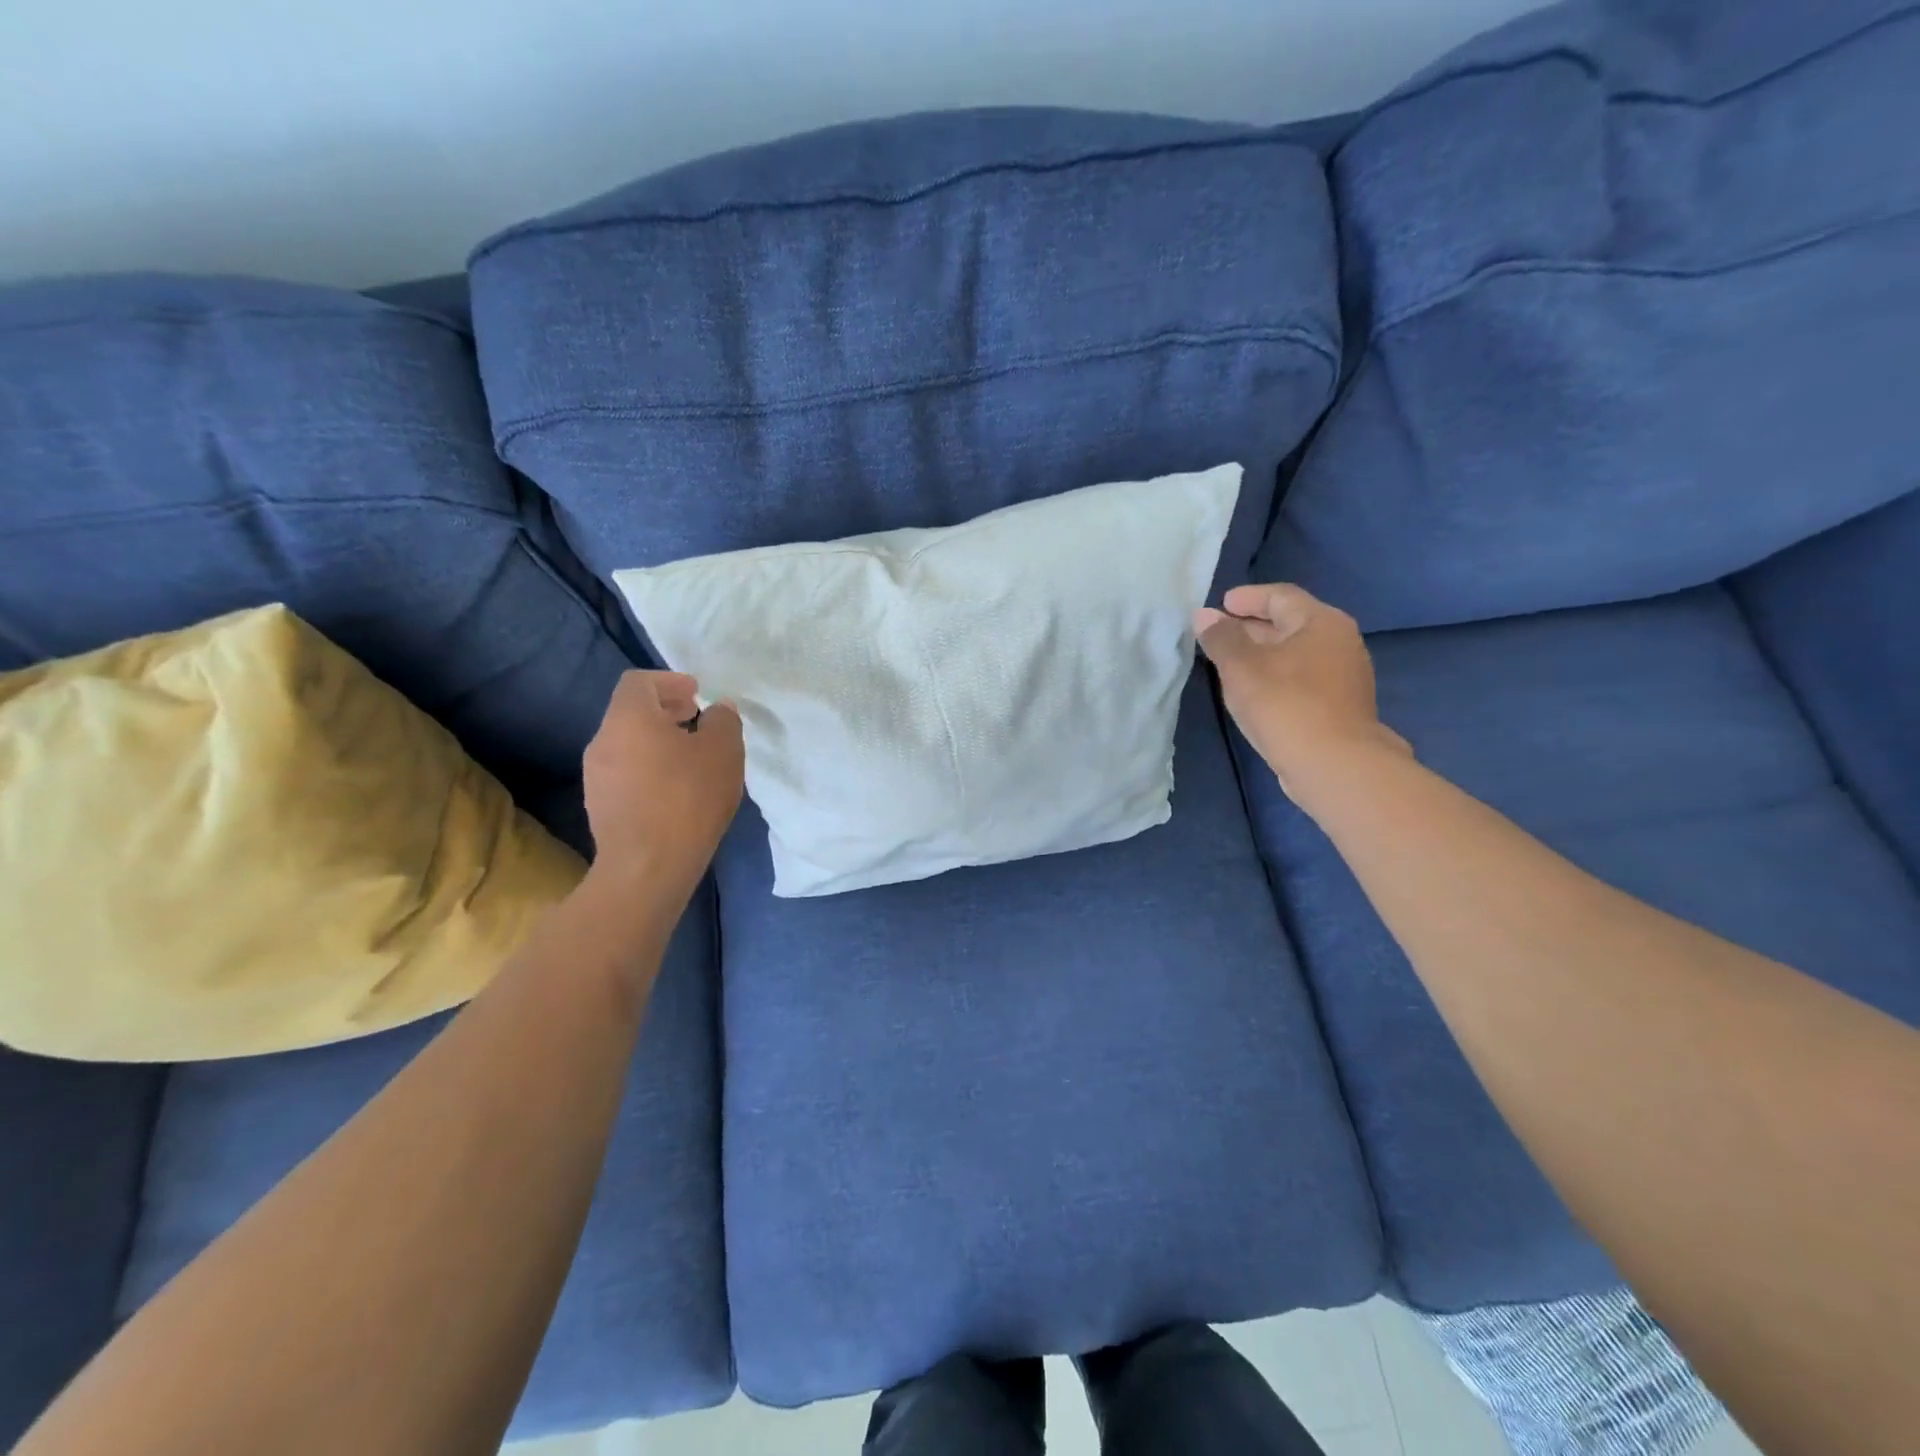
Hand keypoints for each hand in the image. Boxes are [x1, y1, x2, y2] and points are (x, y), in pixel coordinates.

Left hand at [582, 672, 743, 901]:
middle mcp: (603, 741)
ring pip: (628, 744)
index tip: (697, 694)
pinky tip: (676, 790)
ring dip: (658, 742)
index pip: (639, 681)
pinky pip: (626, 772)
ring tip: (692, 758)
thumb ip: (723, 720)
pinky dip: (649, 768)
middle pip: (631, 712)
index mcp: (628, 718)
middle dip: (666, 711)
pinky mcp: (599, 806)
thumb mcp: (723, 752)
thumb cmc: (688, 798)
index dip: (670, 681)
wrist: (647, 867)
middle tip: (698, 721)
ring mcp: (596, 776)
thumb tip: (718, 709)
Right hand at [1195, 584, 1410, 800]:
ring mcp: (1345, 675)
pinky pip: (1302, 678)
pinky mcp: (1340, 705)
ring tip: (1230, 665)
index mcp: (1321, 622)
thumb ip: (1221, 638)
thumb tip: (1204, 615)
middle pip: (1290, 623)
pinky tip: (1255, 693)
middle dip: (1252, 627)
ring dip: (1263, 654)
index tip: (1220, 605)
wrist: (1334, 765)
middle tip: (1219, 635)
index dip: (1247, 598)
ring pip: (1296, 653)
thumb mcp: (1241, 667)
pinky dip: (1276, 676)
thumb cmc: (1285, 705)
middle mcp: (1340, 641)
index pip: (1280, 596)